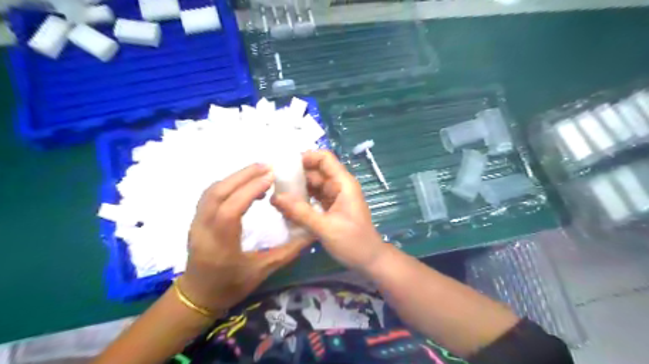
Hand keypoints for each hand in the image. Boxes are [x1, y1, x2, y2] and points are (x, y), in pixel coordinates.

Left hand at [177, 163, 312, 311]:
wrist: (198, 295)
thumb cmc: (230, 285)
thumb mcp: (262, 272)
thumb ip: (288, 252)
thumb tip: (310, 234)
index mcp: (220, 245)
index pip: (231, 210)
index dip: (250, 190)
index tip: (270, 178)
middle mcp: (203, 229)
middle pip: (217, 193)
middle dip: (243, 176)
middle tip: (267, 167)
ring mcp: (196, 223)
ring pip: (212, 191)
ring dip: (235, 177)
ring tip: (258, 173)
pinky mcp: (196, 219)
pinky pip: (210, 194)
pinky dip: (228, 184)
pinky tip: (243, 186)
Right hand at [272, 149, 387, 271]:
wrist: (370, 260)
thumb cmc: (353, 242)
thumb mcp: (325, 227)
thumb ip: (300, 212)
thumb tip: (275, 198)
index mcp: (343, 184)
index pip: (325, 158)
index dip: (306, 157)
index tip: (284, 165)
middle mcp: (339, 186)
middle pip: (316, 171)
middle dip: (296, 175)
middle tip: (273, 183)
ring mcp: (335, 197)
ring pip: (313, 185)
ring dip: (297, 189)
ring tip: (276, 195)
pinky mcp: (331, 208)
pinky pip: (314, 198)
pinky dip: (302, 201)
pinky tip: (287, 207)